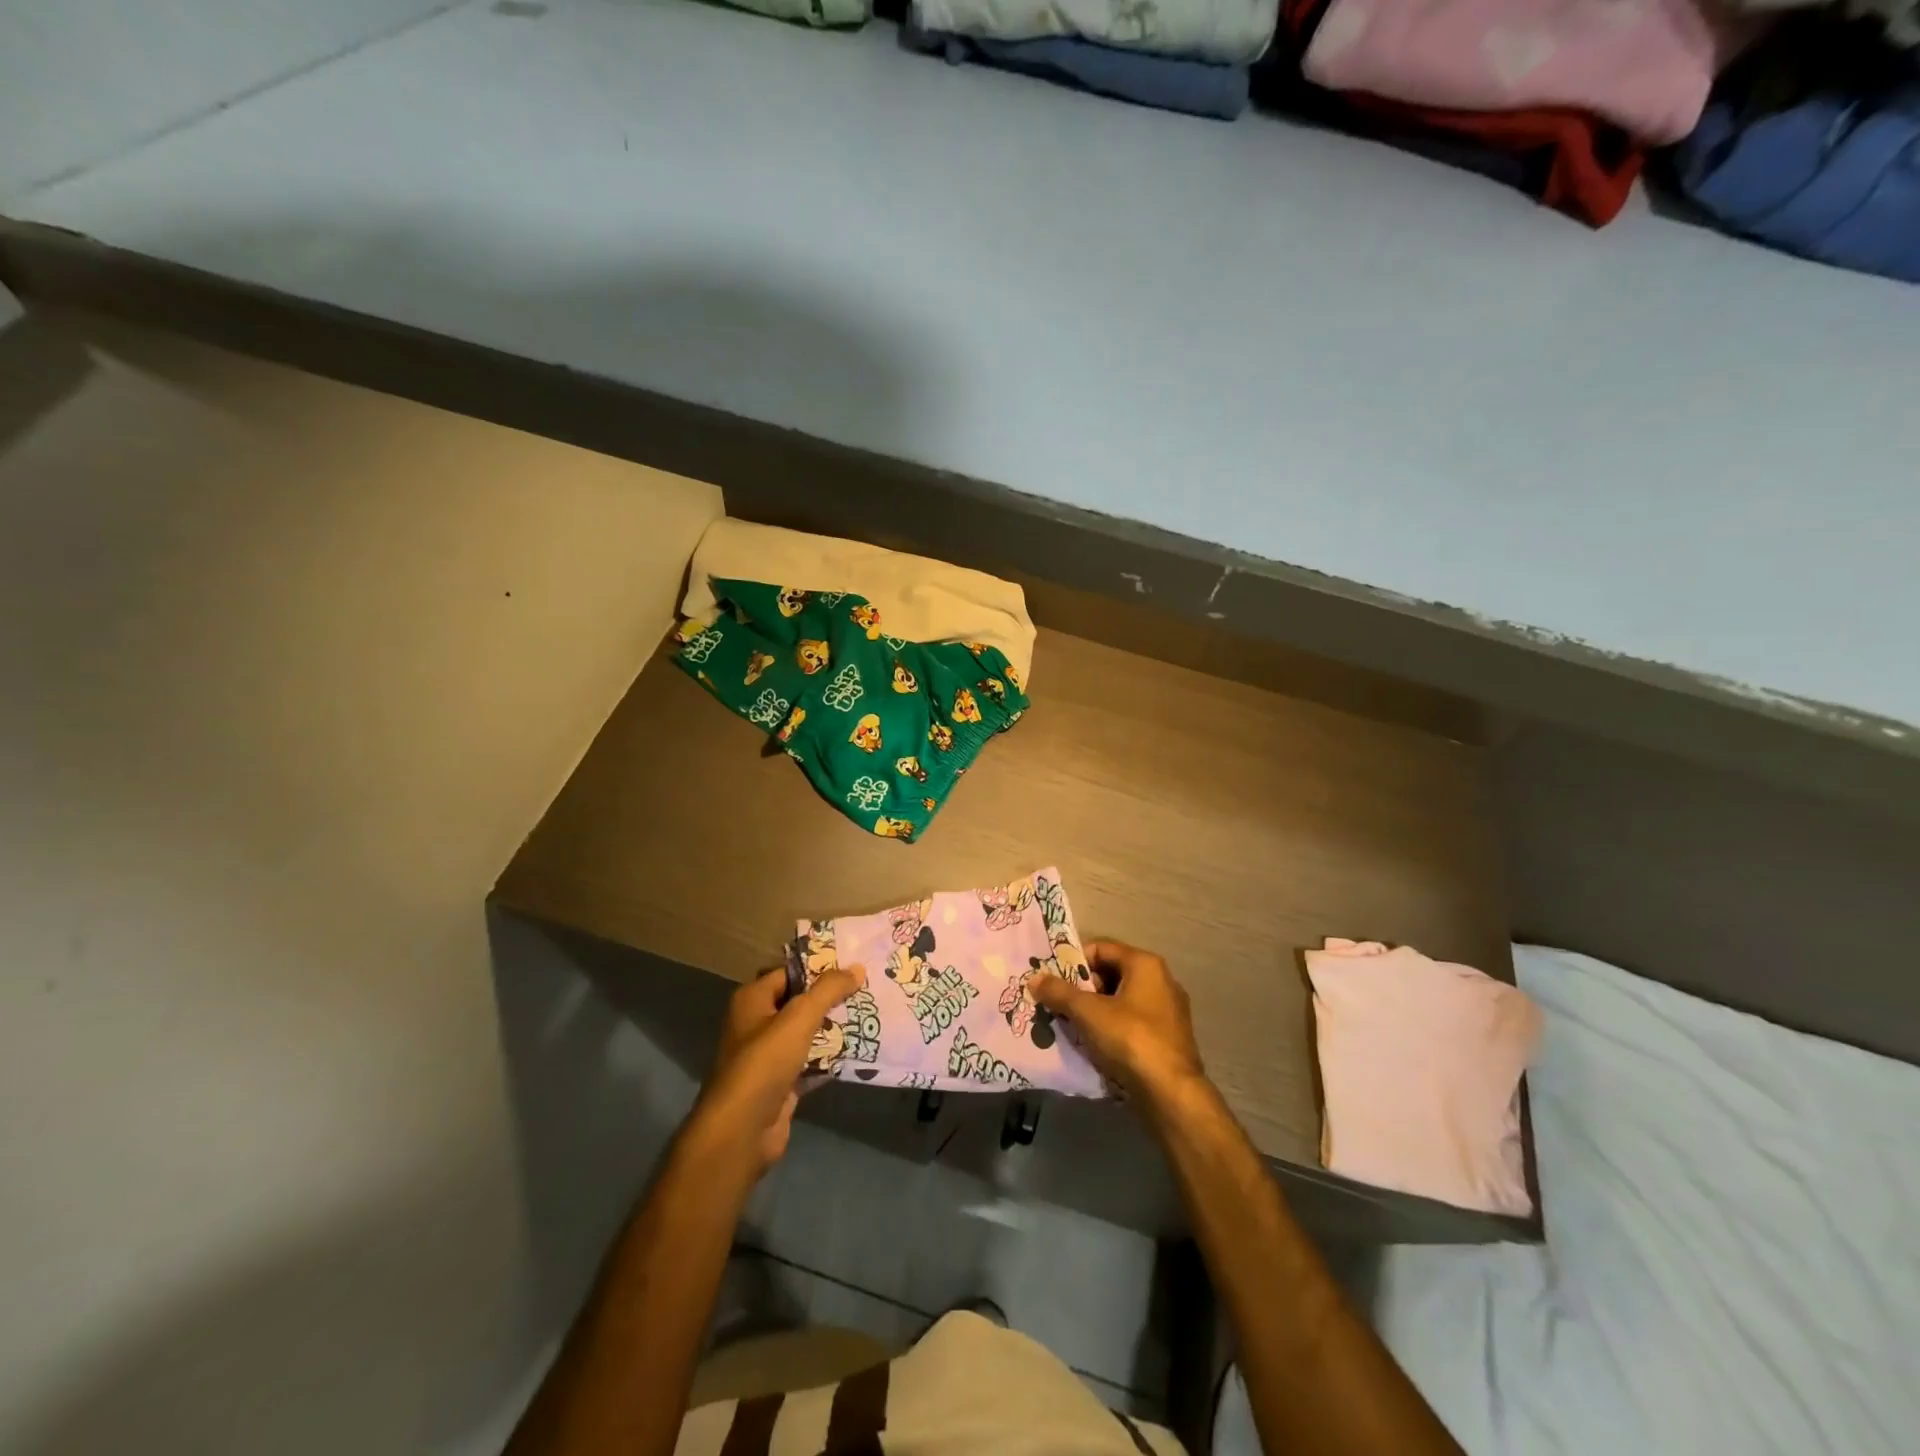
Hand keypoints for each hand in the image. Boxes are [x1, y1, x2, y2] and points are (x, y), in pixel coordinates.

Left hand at [688, 963, 865, 1176]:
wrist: (742, 1130)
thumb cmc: (765, 1062)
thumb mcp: (799, 1017)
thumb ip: (828, 990)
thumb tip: (857, 968)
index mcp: (752, 1000)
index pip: (788, 973)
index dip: (818, 968)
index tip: (851, 966)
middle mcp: (757, 1023)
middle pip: (799, 1002)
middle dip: (830, 998)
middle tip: (866, 988)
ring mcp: (768, 1055)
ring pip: (806, 1032)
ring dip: (833, 1027)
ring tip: (869, 1014)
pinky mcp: (781, 1082)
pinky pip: (810, 1060)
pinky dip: (830, 1056)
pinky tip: (858, 1048)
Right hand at [1031, 940, 1205, 1106]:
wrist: (1171, 1093)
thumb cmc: (1130, 1039)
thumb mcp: (1088, 1013)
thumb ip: (1060, 992)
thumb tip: (1034, 978)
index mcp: (1145, 964)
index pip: (1101, 948)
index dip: (1074, 961)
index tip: (1053, 979)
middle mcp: (1161, 980)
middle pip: (1112, 973)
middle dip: (1083, 988)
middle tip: (1058, 1003)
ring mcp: (1168, 1010)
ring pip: (1121, 1000)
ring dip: (1095, 1009)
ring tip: (1071, 1024)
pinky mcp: (1168, 1037)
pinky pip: (1132, 1021)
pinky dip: (1112, 1027)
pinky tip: (1094, 1043)